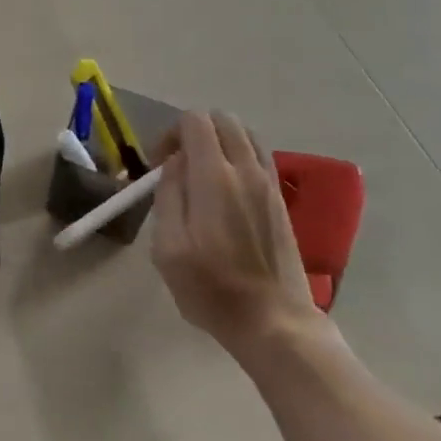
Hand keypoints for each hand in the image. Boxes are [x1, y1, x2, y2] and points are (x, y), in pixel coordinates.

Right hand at [150, 109, 327, 360]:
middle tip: (178, 165)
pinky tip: (226, 190)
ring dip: (219, 141)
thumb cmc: (212, 289)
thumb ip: (168, 196)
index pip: (195, 121)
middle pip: (222, 119)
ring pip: (245, 134)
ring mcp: (269, 182)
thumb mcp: (168, 248)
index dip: (171, 133)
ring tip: (202, 174)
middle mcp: (246, 169)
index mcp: (215, 177)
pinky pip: (259, 155)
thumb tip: (174, 164)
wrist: (274, 321)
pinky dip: (239, 156)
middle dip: (194, 131)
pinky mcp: (280, 199)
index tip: (159, 164)